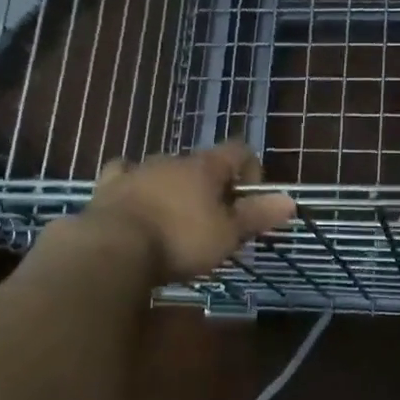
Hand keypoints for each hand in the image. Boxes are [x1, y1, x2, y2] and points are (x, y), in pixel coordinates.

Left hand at [80, 142, 295, 282]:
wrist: (113, 249)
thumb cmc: (180, 240)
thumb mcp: (227, 234)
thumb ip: (257, 215)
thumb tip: (290, 199)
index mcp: (205, 166)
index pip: (238, 150)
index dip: (251, 169)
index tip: (250, 200)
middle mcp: (172, 160)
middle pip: (201, 163)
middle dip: (211, 186)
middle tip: (214, 220)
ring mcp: (137, 171)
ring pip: (163, 169)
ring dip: (174, 186)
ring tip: (175, 217)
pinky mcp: (108, 188)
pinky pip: (123, 176)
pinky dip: (132, 185)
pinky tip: (132, 199)